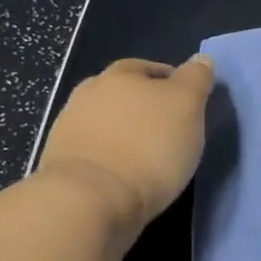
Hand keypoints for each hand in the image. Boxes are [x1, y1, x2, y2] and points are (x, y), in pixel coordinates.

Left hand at [36, 56, 215, 236]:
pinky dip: (109, 158)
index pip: (150, 68)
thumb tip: (200, 59)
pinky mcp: (59, 163)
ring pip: (106, 123)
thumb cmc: (147, 147)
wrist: (87, 201)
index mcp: (120, 74)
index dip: (171, 84)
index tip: (187, 107)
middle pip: (124, 94)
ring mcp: (68, 128)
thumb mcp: (187, 106)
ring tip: (146, 157)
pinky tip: (123, 175)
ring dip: (124, 134)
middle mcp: (89, 93)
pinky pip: (93, 152)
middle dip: (144, 108)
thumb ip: (195, 79)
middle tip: (168, 131)